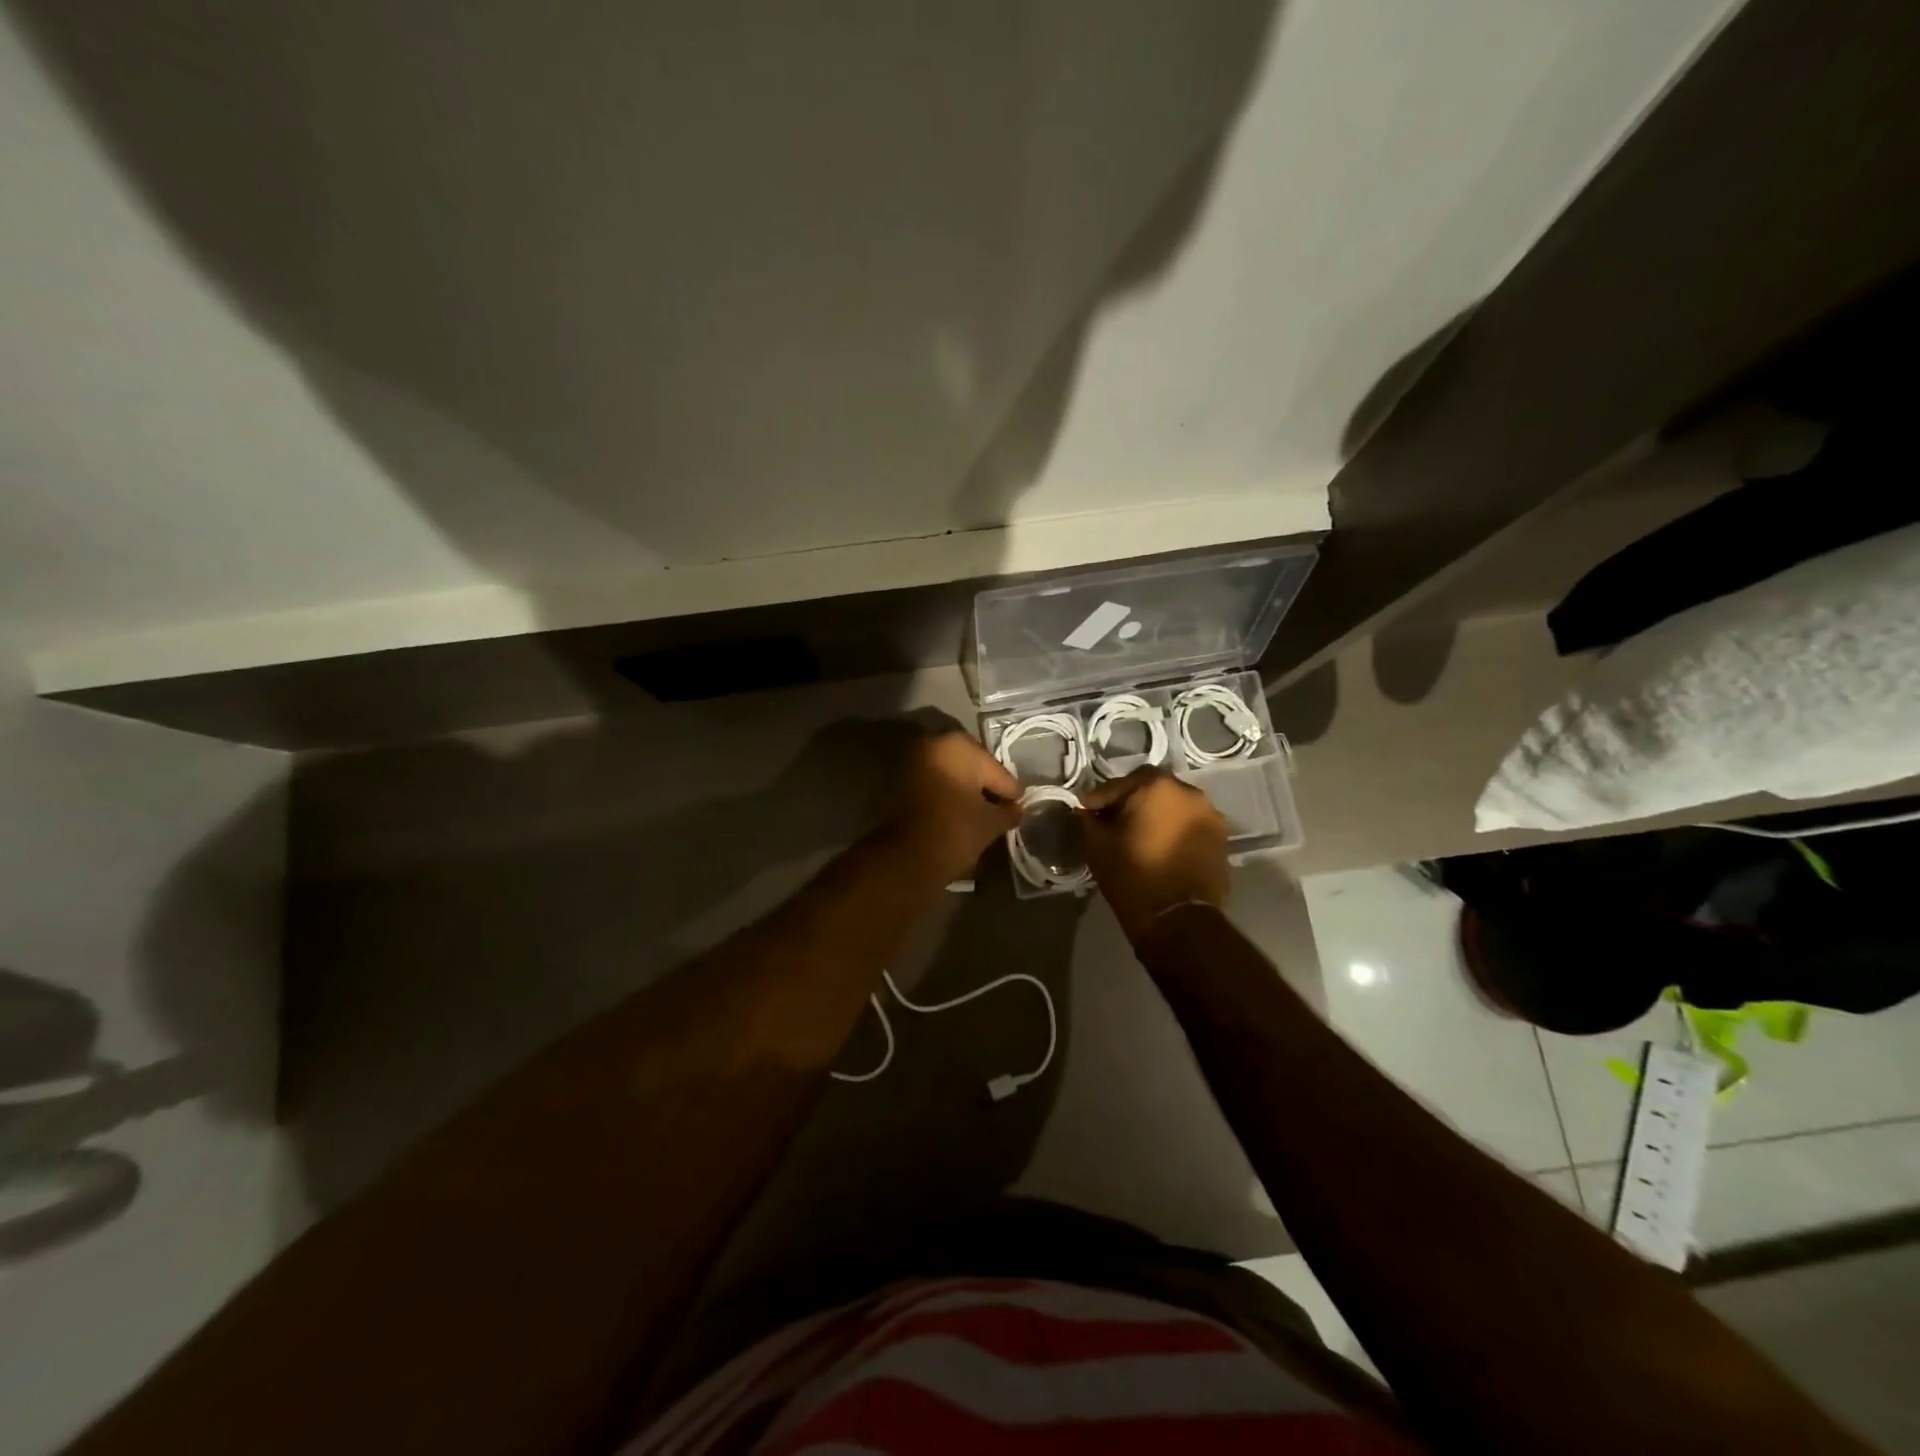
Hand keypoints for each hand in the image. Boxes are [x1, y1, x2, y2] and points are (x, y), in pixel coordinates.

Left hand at [881, 729, 1022, 882]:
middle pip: (972, 768)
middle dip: (986, 788)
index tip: (1019, 807)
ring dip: (964, 792)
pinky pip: (932, 786)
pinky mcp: (898, 783)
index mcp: (958, 745)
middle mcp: (932, 744)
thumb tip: (1016, 809)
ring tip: (980, 816)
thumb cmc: (955, 830)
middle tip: (1001, 810)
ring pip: (950, 776)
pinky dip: (945, 797)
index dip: (1010, 792)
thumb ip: (1009, 811)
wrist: (905, 858)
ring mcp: (912, 762)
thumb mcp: (991, 822)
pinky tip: (958, 816)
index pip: (996, 770)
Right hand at [1079, 767, 1229, 942]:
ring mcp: (1210, 815)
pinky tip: (1160, 847)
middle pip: (1151, 789)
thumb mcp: (1098, 846)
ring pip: (1173, 806)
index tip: (1085, 811)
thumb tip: (1086, 811)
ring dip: (1155, 814)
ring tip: (1138, 835)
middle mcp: (1189, 792)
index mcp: (1156, 786)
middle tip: (1112, 821)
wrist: (1179, 921)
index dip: (1099, 798)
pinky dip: (1173, 829)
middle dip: (1130, 801)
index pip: (1118, 784)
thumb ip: (1089, 820)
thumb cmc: (1133, 876)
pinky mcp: (1221, 838)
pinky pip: (1189, 825)